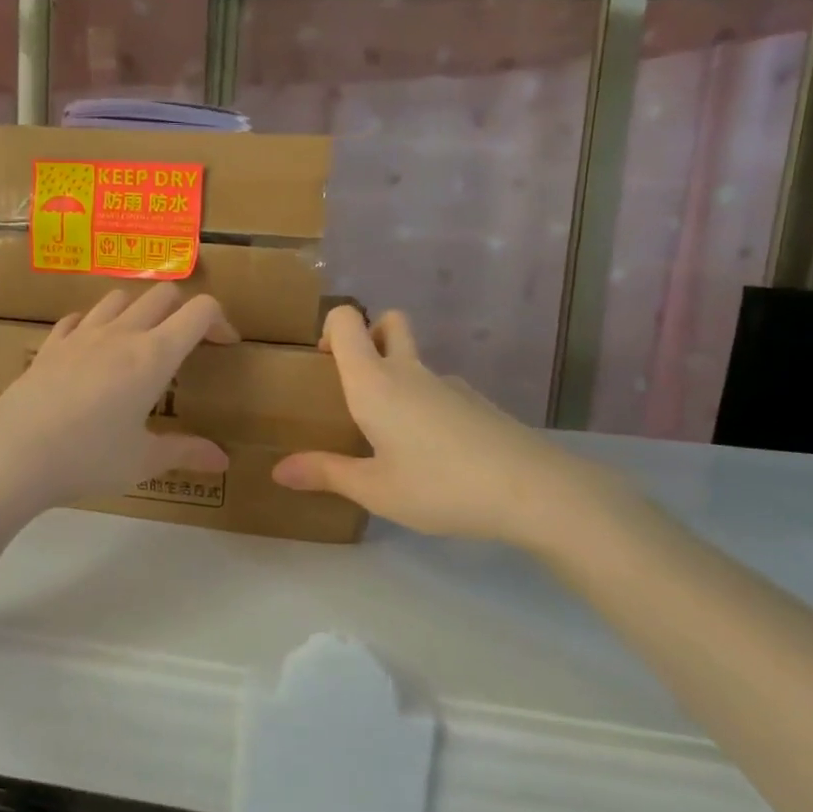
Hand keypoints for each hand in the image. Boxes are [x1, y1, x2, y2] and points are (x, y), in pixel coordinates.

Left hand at [0, 284, 238, 517]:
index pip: (199, 311)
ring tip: (139, 343)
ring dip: (138, 310)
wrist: (12, 454)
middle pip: (162, 295)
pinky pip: (78, 318)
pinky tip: (91, 349)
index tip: (225, 344)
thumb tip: (223, 460)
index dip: (220, 320)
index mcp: (153, 356)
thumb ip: (184, 452)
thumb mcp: (142, 461)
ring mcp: (81, 335)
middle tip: (186, 344)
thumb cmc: (88, 458)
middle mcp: (120, 334)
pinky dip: (94, 324)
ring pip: (119, 298)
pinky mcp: (50, 345)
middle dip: (183, 310)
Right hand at [272, 306, 617, 550]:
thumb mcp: (375, 489)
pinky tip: (430, 454)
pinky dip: (424, 405)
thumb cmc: (440, 486)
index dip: (330, 327)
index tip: (321, 361)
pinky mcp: (477, 404)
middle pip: (390, 322)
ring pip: (415, 361)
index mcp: (375, 383)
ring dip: (397, 378)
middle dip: (369, 335)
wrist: (533, 491)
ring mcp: (449, 385)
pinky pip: (438, 391)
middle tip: (354, 382)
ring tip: (388, 435)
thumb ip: (326, 474)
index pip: (348, 320)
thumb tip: (278, 470)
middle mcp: (410, 372)